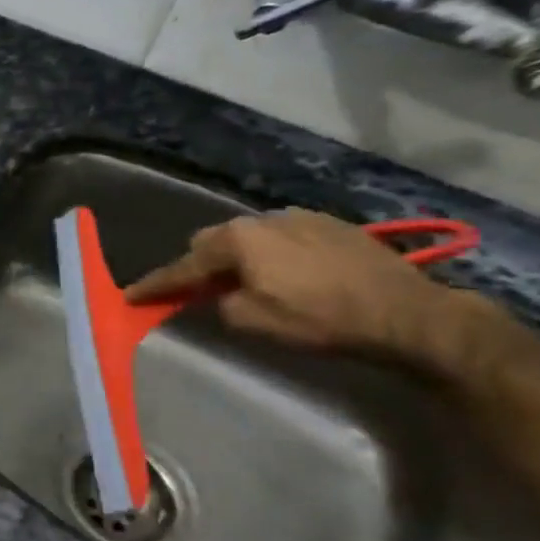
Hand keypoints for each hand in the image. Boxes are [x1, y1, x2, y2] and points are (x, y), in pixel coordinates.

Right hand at [123, 208, 465, 360]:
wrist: (409, 314)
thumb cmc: (321, 319)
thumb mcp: (253, 322)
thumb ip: (220, 304)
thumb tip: (221, 295)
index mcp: (238, 240)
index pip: (184, 265)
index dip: (156, 284)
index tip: (131, 296)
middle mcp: (263, 219)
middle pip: (214, 241)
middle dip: (201, 265)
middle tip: (201, 291)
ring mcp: (301, 218)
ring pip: (251, 236)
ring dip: (241, 258)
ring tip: (250, 283)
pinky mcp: (334, 226)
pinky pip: (284, 237)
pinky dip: (274, 255)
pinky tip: (292, 275)